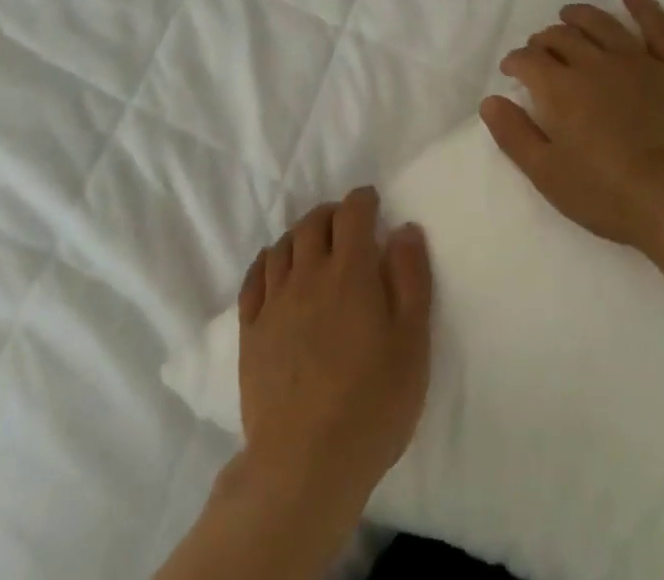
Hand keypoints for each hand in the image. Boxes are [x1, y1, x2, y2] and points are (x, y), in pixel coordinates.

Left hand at [236, 187, 432, 516]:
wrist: (305, 464)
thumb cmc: (372, 404)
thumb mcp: (412, 342)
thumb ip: (411, 278)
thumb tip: (404, 229)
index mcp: (350, 271)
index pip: (352, 214)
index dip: (362, 200)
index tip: (371, 201)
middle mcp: (308, 274)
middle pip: (314, 222)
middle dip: (332, 213)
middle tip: (345, 222)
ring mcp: (274, 301)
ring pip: (283, 245)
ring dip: (300, 233)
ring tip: (313, 241)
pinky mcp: (250, 331)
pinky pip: (254, 278)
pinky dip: (267, 261)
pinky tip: (274, 266)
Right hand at [481, 0, 663, 259]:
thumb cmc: (610, 195)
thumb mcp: (548, 175)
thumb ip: (514, 135)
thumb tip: (489, 101)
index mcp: (561, 88)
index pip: (528, 60)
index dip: (516, 61)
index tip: (513, 70)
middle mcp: (595, 63)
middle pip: (561, 37)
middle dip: (544, 40)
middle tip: (540, 50)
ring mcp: (638, 61)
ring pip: (601, 23)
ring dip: (580, 16)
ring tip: (569, 16)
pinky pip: (657, 26)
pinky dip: (642, 6)